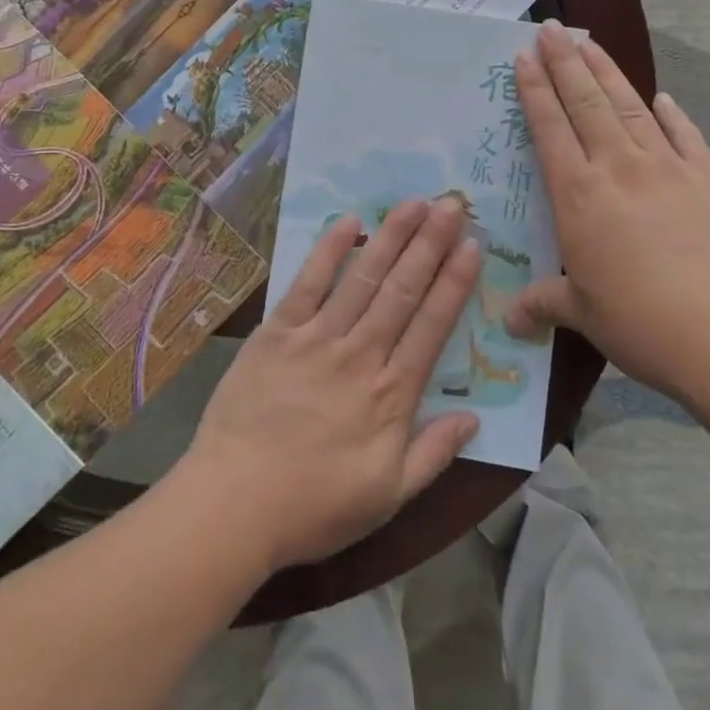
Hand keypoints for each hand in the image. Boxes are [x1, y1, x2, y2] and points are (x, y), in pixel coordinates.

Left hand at [180, 199, 482, 571]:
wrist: (234, 506)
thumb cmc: (314, 507)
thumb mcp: (388, 497)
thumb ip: (434, 454)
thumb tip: (475, 417)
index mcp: (392, 394)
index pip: (433, 325)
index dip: (455, 282)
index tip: (473, 244)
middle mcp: (361, 354)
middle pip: (403, 289)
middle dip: (431, 243)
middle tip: (452, 203)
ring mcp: (318, 338)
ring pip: (363, 278)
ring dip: (391, 237)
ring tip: (414, 202)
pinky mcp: (278, 332)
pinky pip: (308, 283)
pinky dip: (329, 251)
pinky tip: (349, 222)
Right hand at [504, 21, 709, 401]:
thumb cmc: (643, 323)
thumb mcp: (584, 314)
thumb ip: (544, 303)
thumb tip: (508, 319)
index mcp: (581, 195)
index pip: (550, 128)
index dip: (535, 89)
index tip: (524, 56)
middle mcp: (620, 167)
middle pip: (587, 102)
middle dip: (566, 62)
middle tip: (552, 29)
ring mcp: (670, 168)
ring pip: (631, 107)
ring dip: (607, 72)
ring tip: (591, 43)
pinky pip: (686, 135)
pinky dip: (672, 114)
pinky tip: (664, 97)